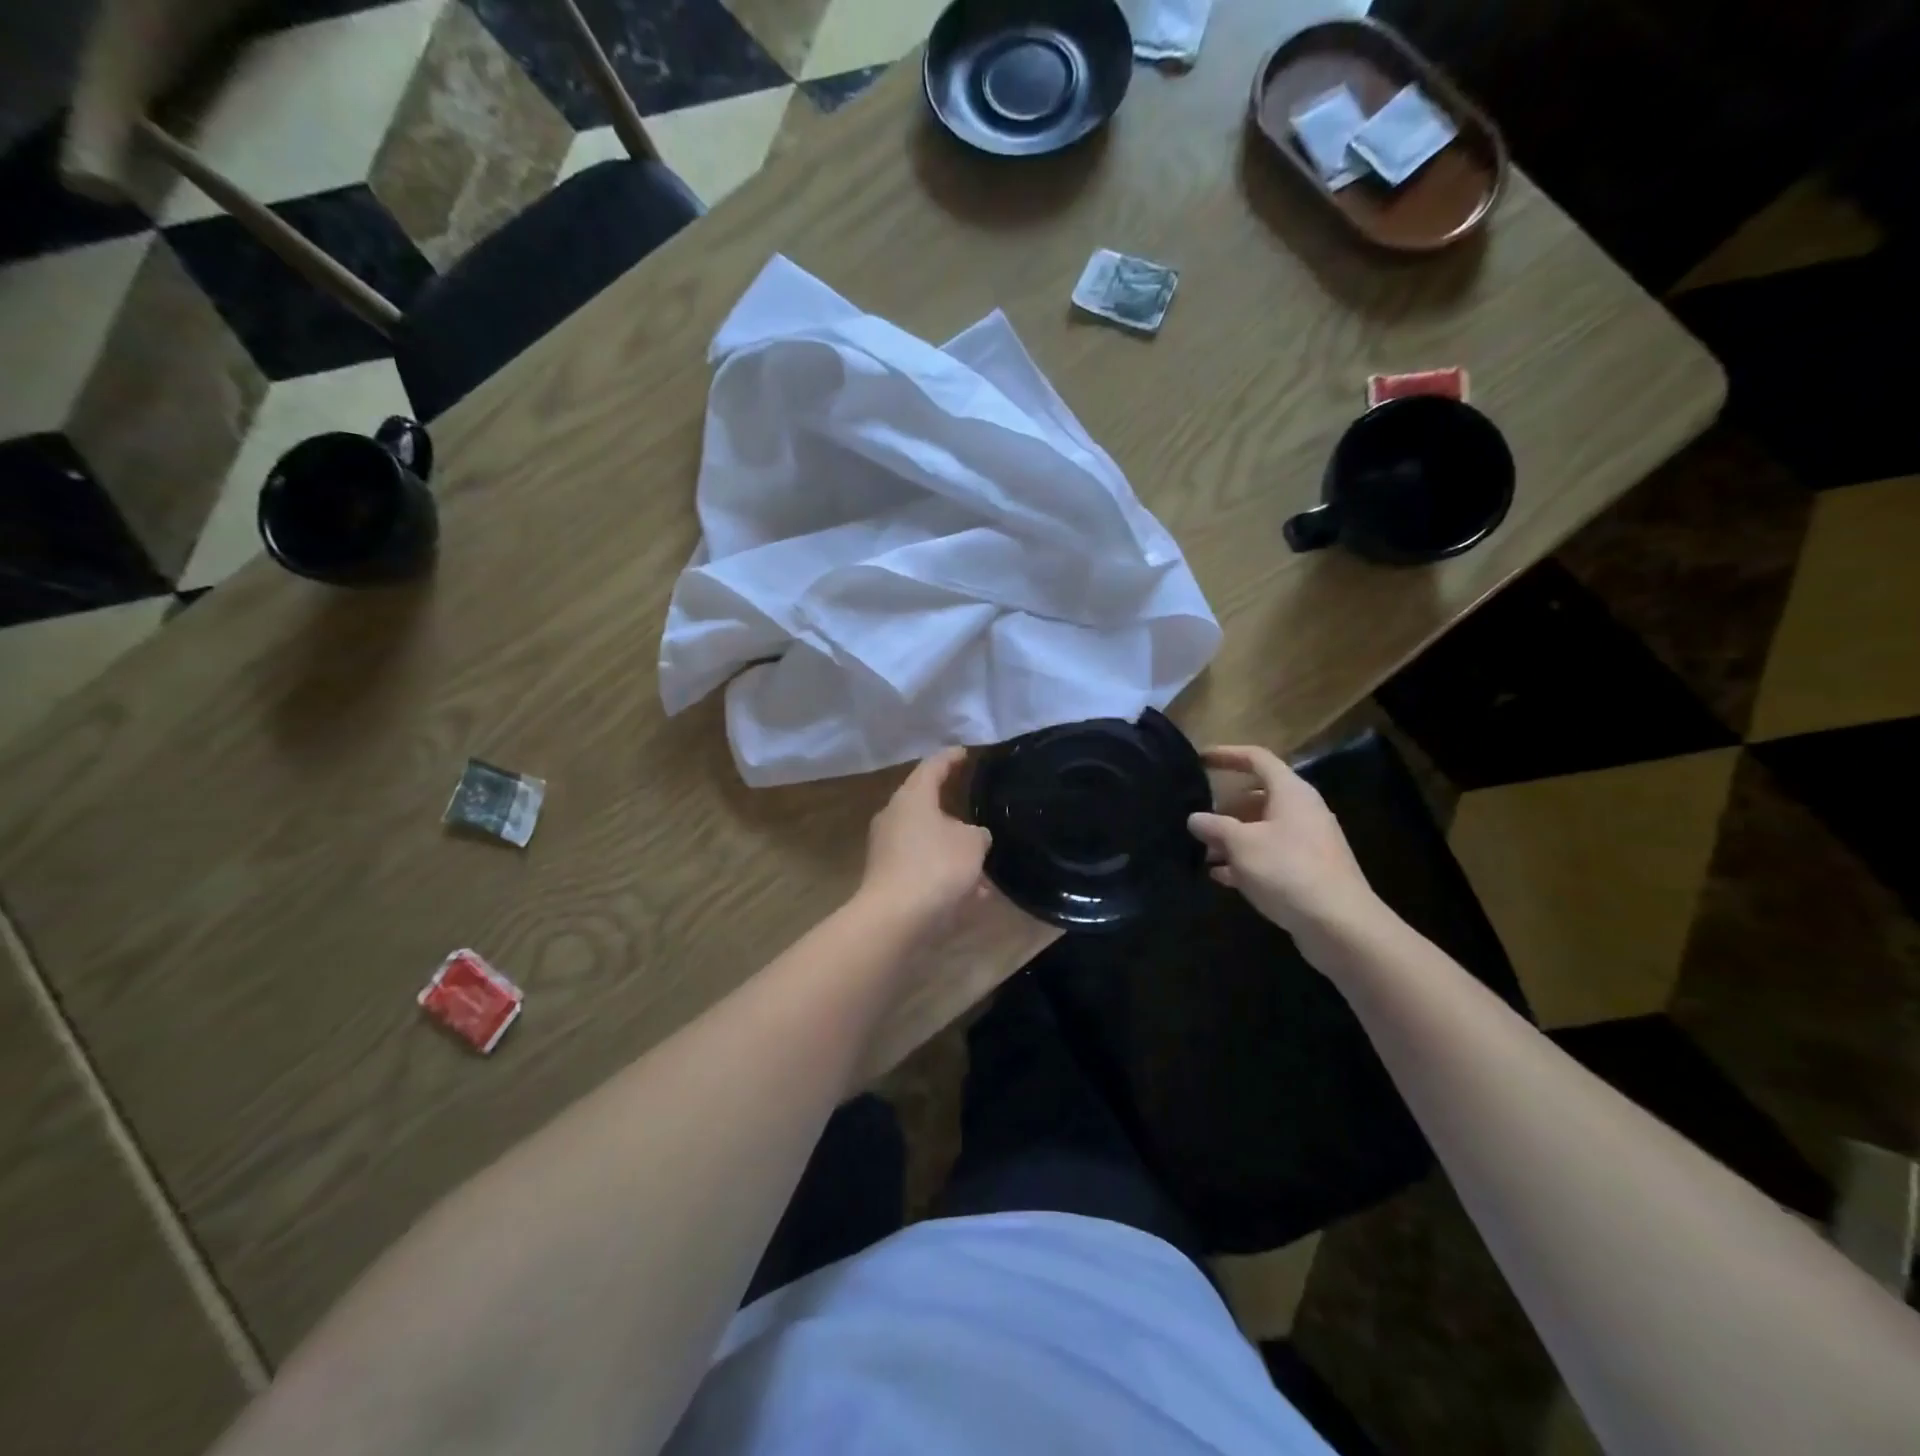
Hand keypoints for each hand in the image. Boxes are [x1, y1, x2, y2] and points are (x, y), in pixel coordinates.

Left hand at [857, 748, 992, 930]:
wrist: (895, 919)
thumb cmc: (936, 867)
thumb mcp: (973, 844)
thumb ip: (978, 834)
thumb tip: (973, 836)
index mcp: (912, 797)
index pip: (933, 766)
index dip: (951, 757)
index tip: (965, 752)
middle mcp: (894, 816)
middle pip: (925, 803)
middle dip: (951, 806)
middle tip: (974, 803)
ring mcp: (887, 848)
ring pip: (927, 839)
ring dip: (952, 847)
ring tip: (980, 856)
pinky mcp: (887, 877)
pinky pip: (923, 866)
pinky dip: (945, 873)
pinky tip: (972, 892)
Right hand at [1187, 745, 1381, 953]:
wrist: (1339, 924)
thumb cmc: (1287, 870)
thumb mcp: (1240, 844)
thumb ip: (1214, 826)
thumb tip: (1195, 818)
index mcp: (1291, 792)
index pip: (1257, 759)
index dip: (1228, 755)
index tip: (1201, 760)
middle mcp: (1303, 811)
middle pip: (1259, 796)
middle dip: (1226, 807)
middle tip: (1198, 819)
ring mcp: (1308, 842)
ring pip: (1263, 829)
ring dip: (1233, 838)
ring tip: (1203, 852)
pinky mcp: (1308, 871)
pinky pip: (1270, 855)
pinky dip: (1246, 860)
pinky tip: (1222, 877)